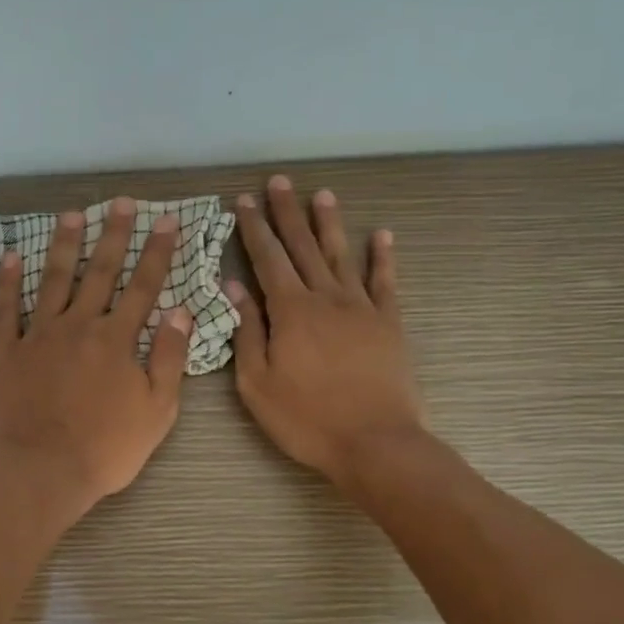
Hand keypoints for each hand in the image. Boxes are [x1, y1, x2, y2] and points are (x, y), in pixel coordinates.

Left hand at [0, 198, 191, 519]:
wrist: (41, 471)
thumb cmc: (106, 448)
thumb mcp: (156, 411)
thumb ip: (169, 359)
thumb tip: (181, 313)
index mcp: (117, 340)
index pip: (143, 286)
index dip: (157, 252)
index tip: (166, 221)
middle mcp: (78, 326)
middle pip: (100, 272)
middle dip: (114, 235)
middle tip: (121, 202)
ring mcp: (38, 335)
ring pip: (53, 280)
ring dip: (64, 245)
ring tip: (71, 214)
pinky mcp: (6, 351)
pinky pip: (5, 309)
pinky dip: (6, 282)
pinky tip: (10, 257)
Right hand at [228, 176, 426, 487]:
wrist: (374, 442)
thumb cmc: (306, 418)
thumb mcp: (257, 383)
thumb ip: (246, 331)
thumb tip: (234, 286)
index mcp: (290, 311)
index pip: (267, 259)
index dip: (254, 228)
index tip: (243, 201)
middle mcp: (326, 298)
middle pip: (303, 246)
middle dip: (287, 213)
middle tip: (279, 182)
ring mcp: (362, 308)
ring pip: (342, 255)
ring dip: (330, 223)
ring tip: (321, 194)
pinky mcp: (389, 323)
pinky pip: (385, 282)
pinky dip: (383, 257)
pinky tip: (382, 235)